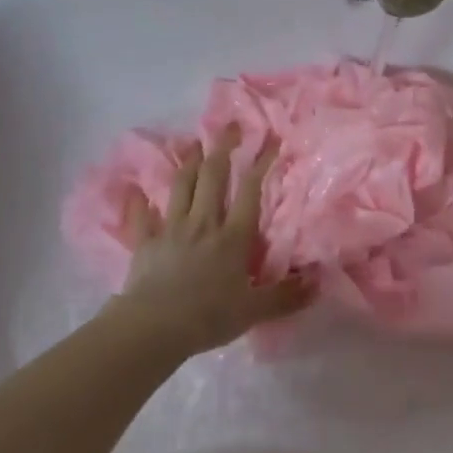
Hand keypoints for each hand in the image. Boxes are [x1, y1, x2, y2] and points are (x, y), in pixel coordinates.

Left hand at [110, 129, 315, 355]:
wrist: (156, 326)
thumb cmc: (210, 317)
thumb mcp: (255, 311)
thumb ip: (286, 295)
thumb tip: (318, 281)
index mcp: (233, 236)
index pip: (250, 191)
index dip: (261, 163)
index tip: (271, 140)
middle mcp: (204, 223)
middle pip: (214, 177)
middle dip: (223, 148)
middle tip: (229, 126)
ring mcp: (172, 229)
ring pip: (182, 187)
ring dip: (189, 163)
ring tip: (194, 144)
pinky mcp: (146, 242)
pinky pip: (141, 217)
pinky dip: (138, 202)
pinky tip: (134, 189)